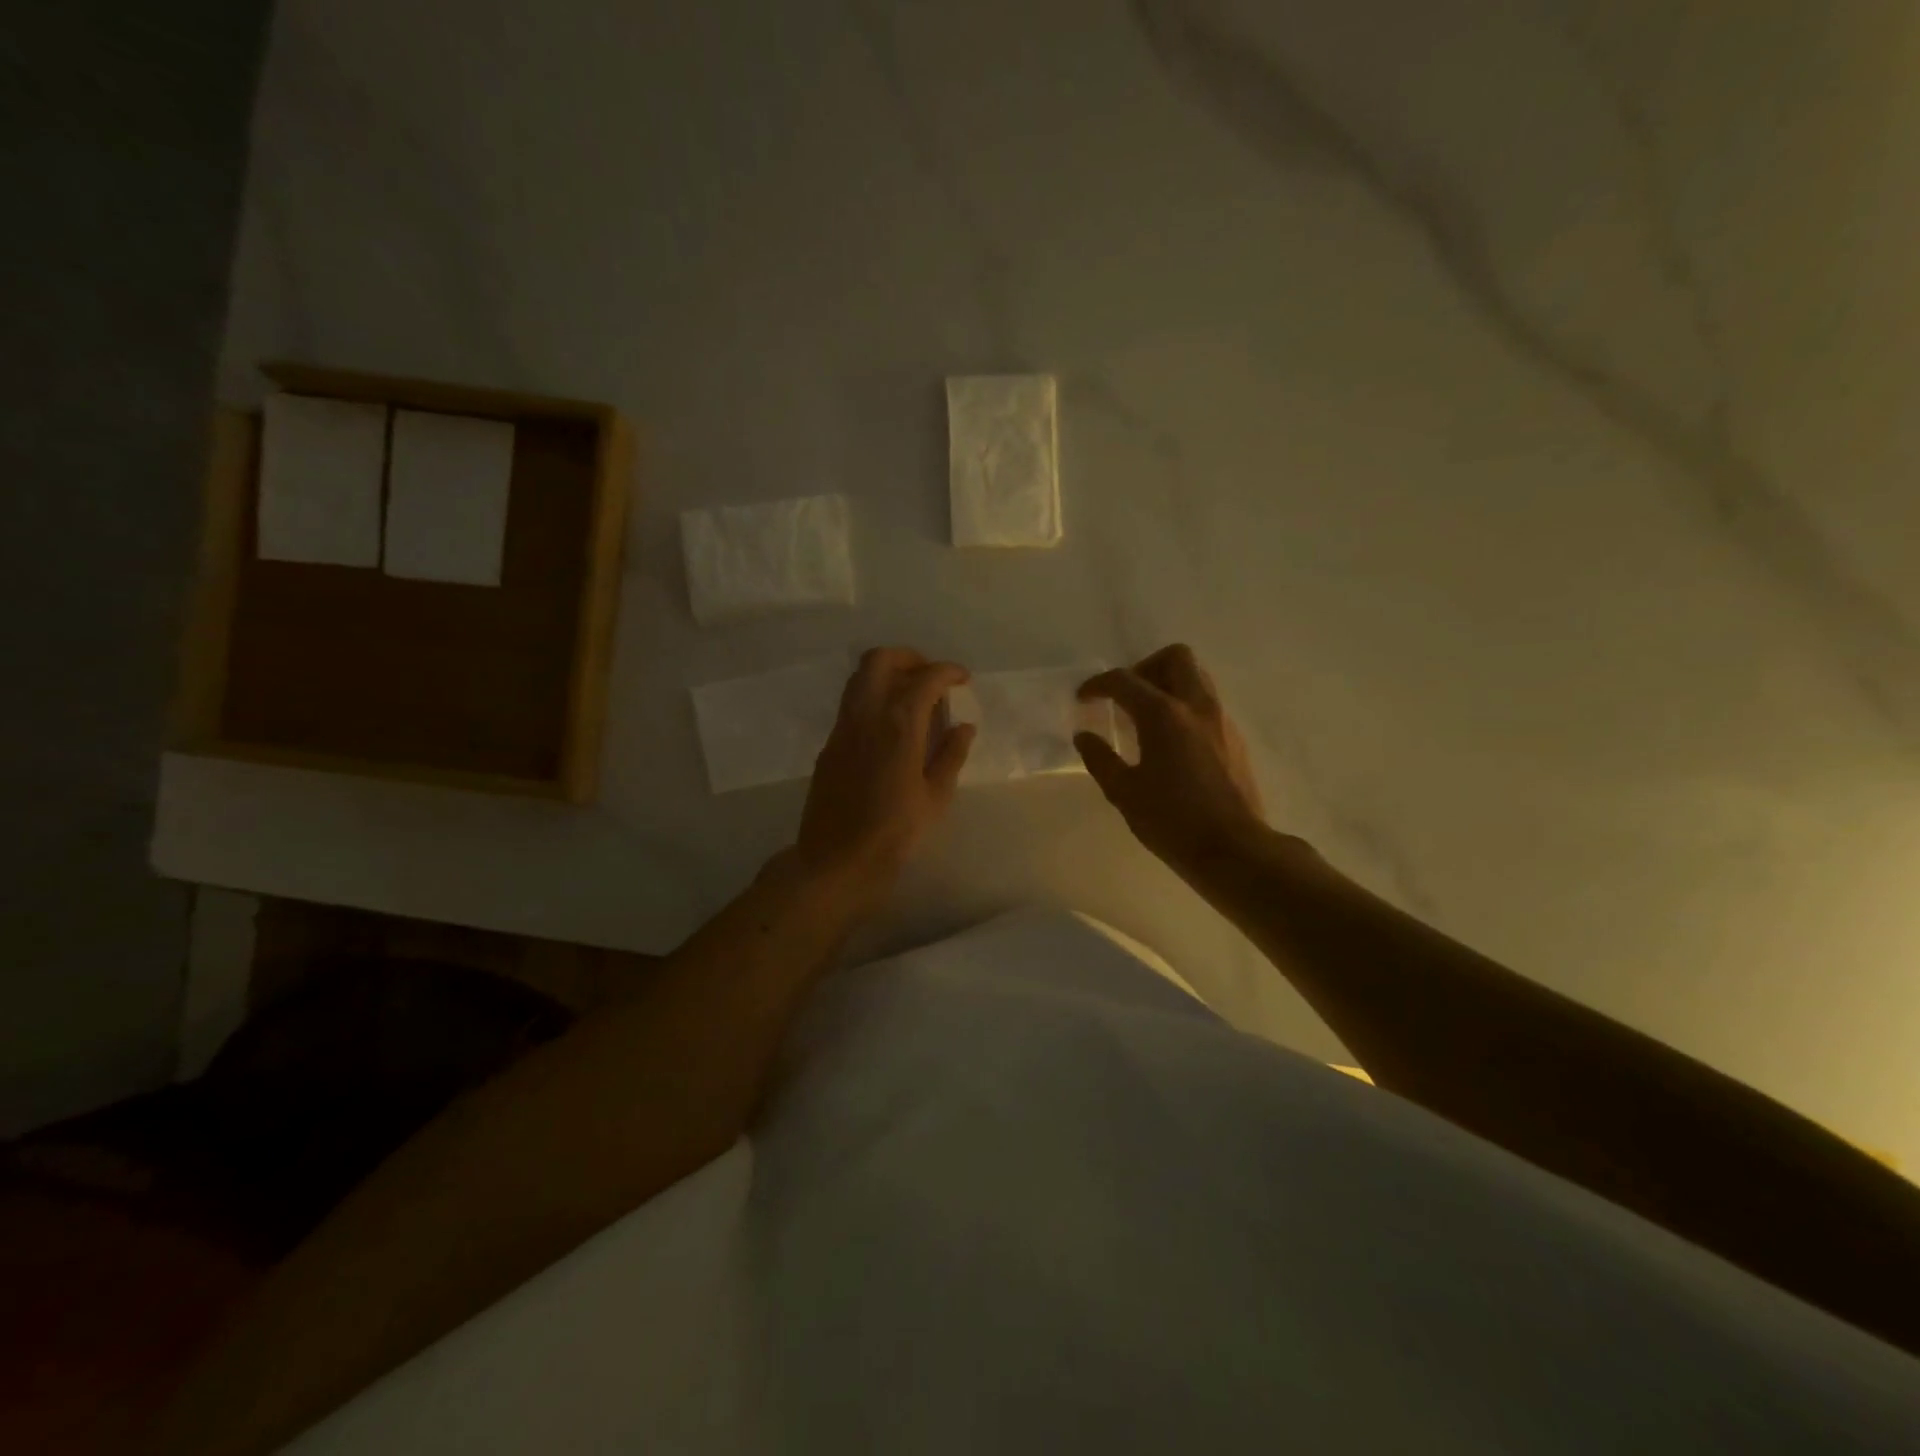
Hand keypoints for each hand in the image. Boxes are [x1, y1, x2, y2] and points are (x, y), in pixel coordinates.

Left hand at [796, 647, 975, 893]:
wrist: (836, 860)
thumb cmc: (894, 833)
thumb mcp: (935, 797)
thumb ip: (951, 755)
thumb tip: (963, 726)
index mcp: (898, 725)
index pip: (925, 678)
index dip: (948, 672)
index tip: (963, 679)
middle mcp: (866, 715)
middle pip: (881, 660)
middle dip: (910, 659)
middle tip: (932, 678)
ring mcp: (843, 727)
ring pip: (860, 677)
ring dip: (888, 674)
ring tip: (913, 697)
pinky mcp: (830, 743)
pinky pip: (852, 702)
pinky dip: (874, 696)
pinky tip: (892, 725)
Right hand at [1075, 644, 1270, 874]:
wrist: (1234, 850)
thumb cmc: (1172, 821)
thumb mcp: (1124, 793)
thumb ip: (1100, 759)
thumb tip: (1084, 737)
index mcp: (1164, 715)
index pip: (1125, 680)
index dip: (1098, 685)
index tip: (1083, 698)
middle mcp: (1197, 706)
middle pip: (1175, 657)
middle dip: (1144, 667)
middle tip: (1125, 697)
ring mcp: (1221, 720)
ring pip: (1196, 677)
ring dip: (1168, 684)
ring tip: (1146, 717)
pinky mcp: (1235, 739)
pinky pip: (1207, 703)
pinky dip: (1184, 707)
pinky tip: (1170, 742)